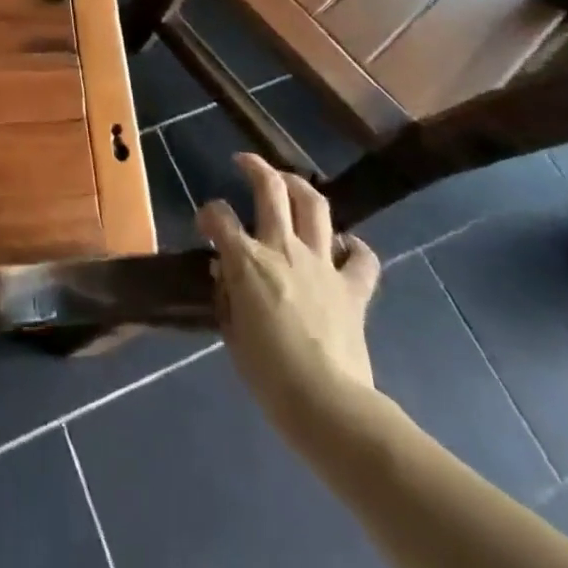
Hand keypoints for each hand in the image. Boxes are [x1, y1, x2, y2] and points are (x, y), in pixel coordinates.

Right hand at [198, 154, 381, 430]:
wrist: (327, 405)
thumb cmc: (269, 374)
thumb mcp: (232, 335)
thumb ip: (227, 297)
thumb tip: (225, 274)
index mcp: (248, 260)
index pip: (220, 217)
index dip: (208, 214)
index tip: (205, 224)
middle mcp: (284, 248)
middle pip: (271, 189)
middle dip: (255, 167)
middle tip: (245, 162)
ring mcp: (322, 264)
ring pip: (314, 205)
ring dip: (300, 187)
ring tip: (290, 184)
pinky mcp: (353, 288)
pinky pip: (361, 258)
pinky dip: (354, 246)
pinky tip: (344, 245)